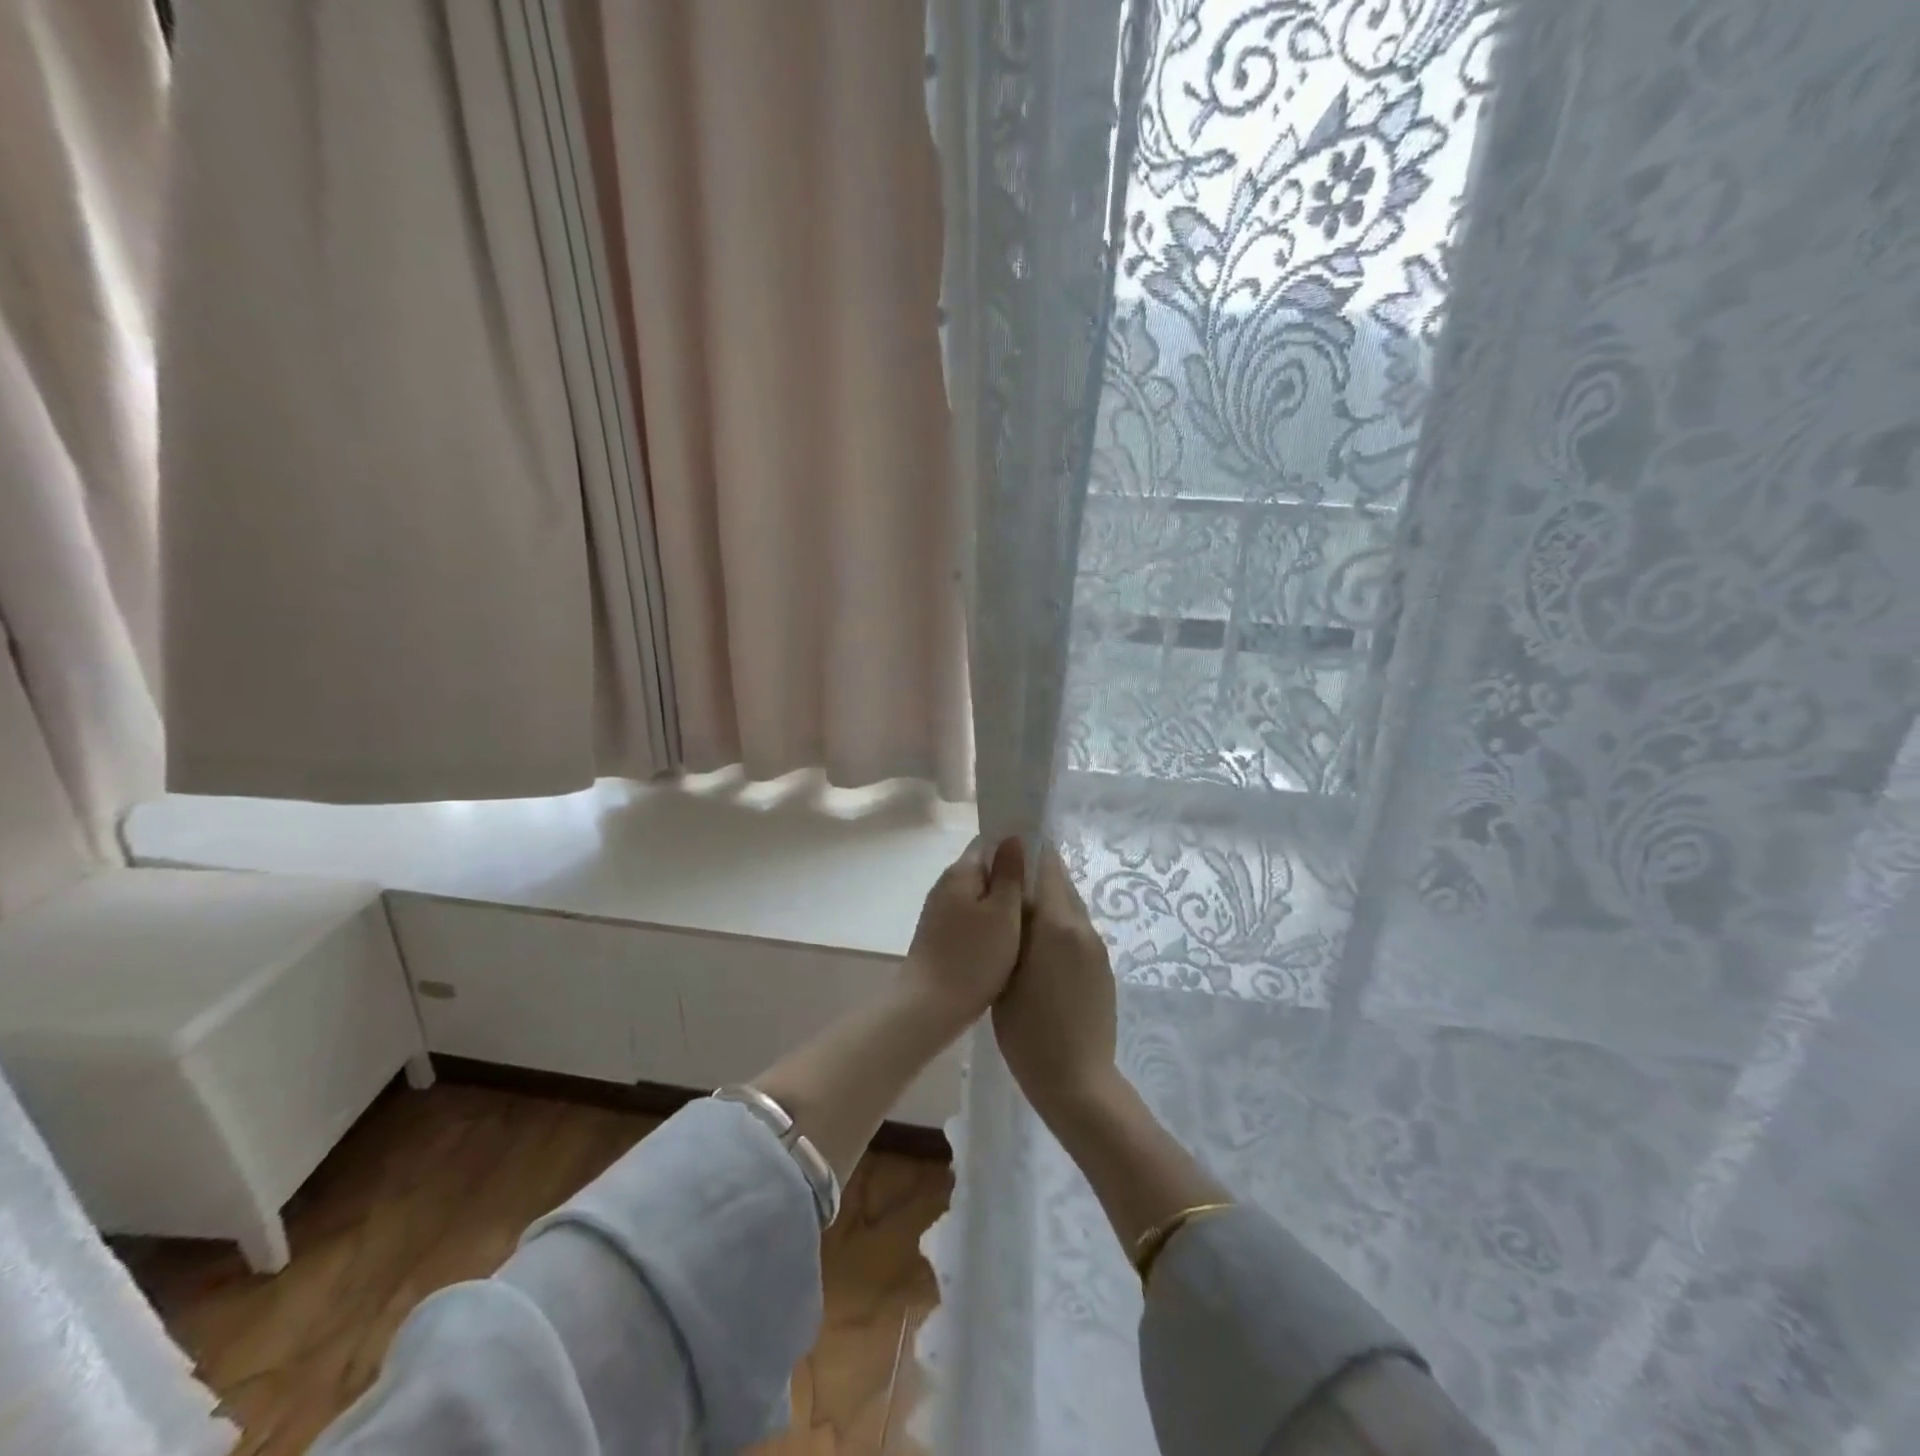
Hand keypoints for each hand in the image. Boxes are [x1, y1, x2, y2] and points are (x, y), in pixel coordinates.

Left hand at [901, 836, 1026, 1022]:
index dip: (1014, 850)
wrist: (930, 1007)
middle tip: (1041, 899)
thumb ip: (1009, 874)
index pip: (988, 844)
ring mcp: (938, 913)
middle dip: (1009, 882)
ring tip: (1028, 923)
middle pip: (982, 872)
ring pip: (977, 899)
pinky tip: (1004, 944)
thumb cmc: (974, 957)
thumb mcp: (1003, 912)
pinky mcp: (938, 938)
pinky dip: (988, 927)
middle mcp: (945, 886)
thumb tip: (1012, 838)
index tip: (1039, 867)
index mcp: (960, 873)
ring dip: (1000, 907)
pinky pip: (970, 921)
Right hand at [993, 846, 1118, 1121]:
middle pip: (1061, 883)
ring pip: (1069, 908)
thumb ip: (1011, 925)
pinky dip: (1056, 928)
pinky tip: (1035, 950)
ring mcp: (1096, 949)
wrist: (1076, 1081)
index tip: (1004, 850)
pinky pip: (1076, 932)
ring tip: (1014, 918)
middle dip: (1034, 877)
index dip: (1027, 852)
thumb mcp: (1005, 972)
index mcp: (1059, 924)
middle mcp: (1083, 928)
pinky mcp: (1102, 968)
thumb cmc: (1028, 1030)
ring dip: (1046, 903)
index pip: (1048, 866)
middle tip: (1002, 886)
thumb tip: (1010, 890)